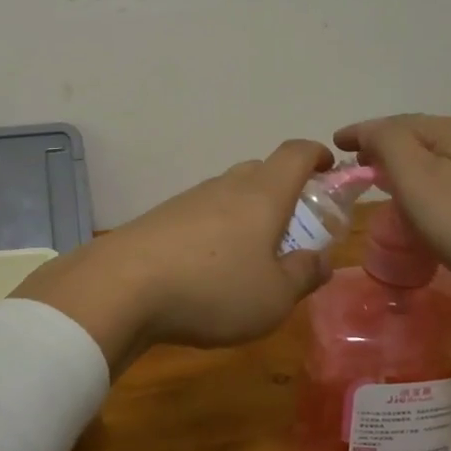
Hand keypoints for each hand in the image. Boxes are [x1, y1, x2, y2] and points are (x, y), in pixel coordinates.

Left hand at [12, 140, 334, 370]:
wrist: (121, 287)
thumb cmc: (213, 289)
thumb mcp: (274, 296)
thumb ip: (303, 275)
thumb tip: (320, 260)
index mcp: (262, 194)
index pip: (295, 154)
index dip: (316, 155)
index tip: (329, 168)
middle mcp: (225, 186)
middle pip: (260, 171)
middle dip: (283, 190)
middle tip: (294, 227)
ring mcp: (188, 200)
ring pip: (228, 194)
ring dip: (246, 214)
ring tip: (251, 256)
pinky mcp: (159, 220)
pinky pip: (200, 215)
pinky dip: (216, 231)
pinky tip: (209, 268)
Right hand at [334, 115, 450, 301]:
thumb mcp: (418, 181)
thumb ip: (388, 145)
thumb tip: (372, 131)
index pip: (396, 122)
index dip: (362, 132)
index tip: (336, 144)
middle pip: (423, 134)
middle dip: (388, 146)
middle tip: (362, 166)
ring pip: (446, 154)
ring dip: (414, 163)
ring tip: (394, 183)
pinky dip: (439, 178)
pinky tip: (438, 198)